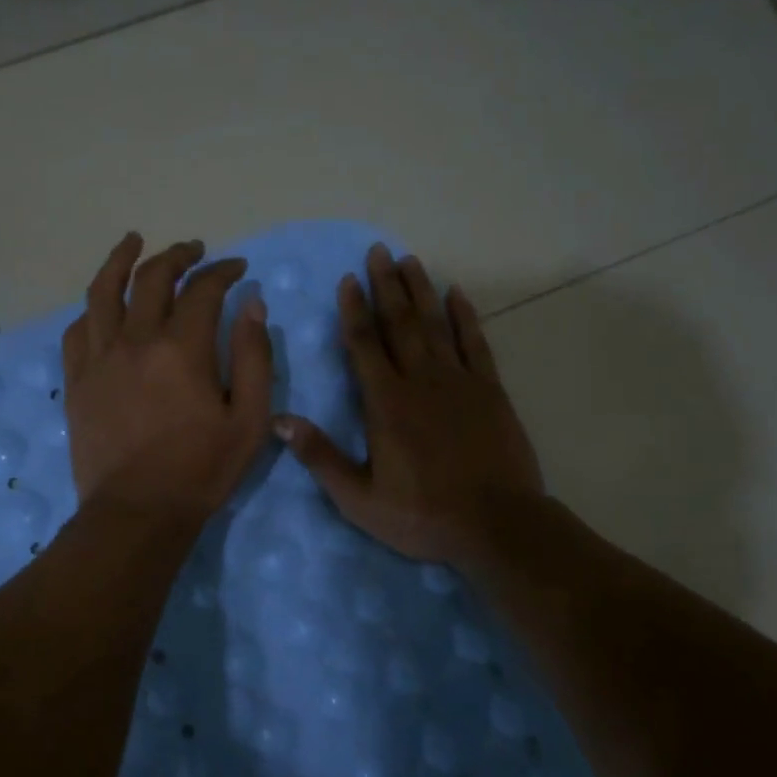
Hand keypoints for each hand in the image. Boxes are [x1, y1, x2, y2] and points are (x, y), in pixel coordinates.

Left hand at [63, 233, 273, 525]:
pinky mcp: (77, 380)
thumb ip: (254, 357)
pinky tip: (101, 304)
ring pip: (103, 292)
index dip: (223, 271)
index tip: (237, 268)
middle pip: (153, 278)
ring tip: (133, 242)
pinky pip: (77, 330)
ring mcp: (99, 358)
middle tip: (195, 249)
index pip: (203, 290)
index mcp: (182, 349)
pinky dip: (92, 309)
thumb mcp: (249, 419)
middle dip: (178, 255)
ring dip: (121, 260)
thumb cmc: (201, 470)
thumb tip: (252, 304)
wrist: (137, 512)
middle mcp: (136, 341)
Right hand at [275, 244, 542, 569]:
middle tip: (378, 251)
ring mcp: (459, 382)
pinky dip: (465, 317)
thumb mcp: (359, 498)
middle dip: (386, 286)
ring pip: (435, 325)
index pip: (364, 346)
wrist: (497, 526)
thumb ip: (320, 456)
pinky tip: (457, 294)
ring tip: (410, 260)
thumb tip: (279, 420)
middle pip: (399, 323)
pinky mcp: (490, 391)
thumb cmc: (423, 515)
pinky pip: (475, 343)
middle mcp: (421, 381)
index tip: (348, 280)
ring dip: (421, 291)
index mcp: (386, 404)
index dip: (354, 311)